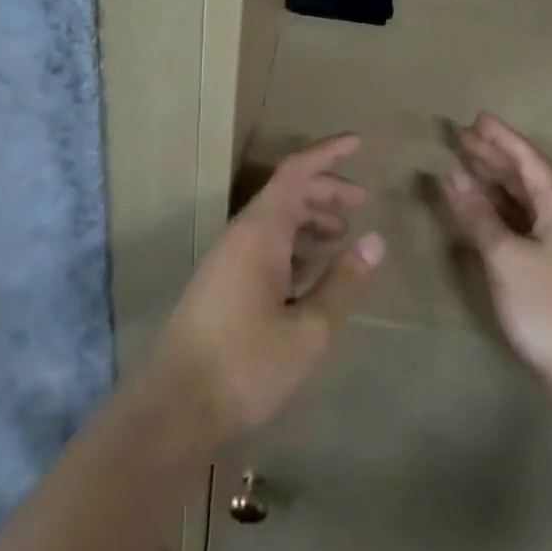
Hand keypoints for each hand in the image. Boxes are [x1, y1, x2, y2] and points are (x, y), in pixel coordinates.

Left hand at [151, 134, 385, 444]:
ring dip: (310, 218)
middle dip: (325, 190)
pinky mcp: (223, 282)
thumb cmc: (247, 364)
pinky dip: (294, 244)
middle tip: (361, 203)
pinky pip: (265, 244)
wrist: (176, 407)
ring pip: (275, 220)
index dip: (328, 153)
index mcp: (261, 231)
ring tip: (343, 235)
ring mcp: (229, 258)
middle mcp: (242, 234)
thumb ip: (343, 282)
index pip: (296, 172)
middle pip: (287, 192)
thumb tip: (375, 240)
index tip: (359, 142)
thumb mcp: (309, 330)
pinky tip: (312, 269)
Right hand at [442, 113, 551, 393]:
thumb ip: (478, 214)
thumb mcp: (506, 257)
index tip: (475, 118)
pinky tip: (481, 205)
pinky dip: (501, 206)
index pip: (527, 157)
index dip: (500, 137)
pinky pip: (526, 217)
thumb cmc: (549, 305)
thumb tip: (453, 177)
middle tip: (460, 135)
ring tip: (465, 162)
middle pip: (526, 173)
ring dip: (496, 179)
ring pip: (525, 196)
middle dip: (493, 154)